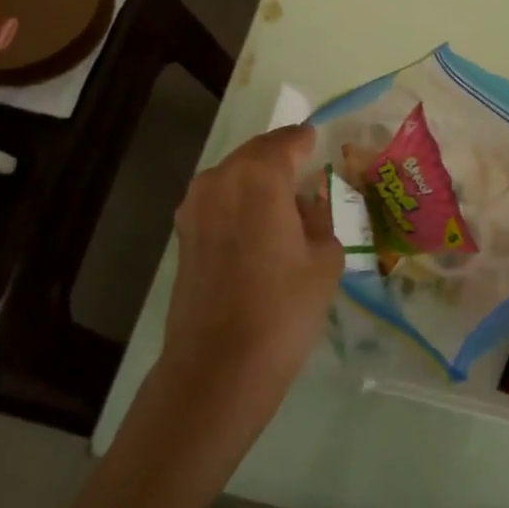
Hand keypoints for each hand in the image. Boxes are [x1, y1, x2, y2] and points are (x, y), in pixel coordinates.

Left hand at [158, 124, 342, 414]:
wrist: (219, 367)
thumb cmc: (283, 308)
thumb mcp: (325, 258)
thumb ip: (319, 218)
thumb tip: (305, 206)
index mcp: (259, 176)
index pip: (287, 141)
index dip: (305, 140)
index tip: (318, 142)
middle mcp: (220, 179)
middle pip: (256, 154)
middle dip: (280, 157)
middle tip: (305, 169)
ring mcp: (195, 206)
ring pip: (233, 176)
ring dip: (257, 180)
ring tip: (283, 200)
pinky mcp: (183, 234)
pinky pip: (218, 200)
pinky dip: (239, 201)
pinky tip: (258, 226)